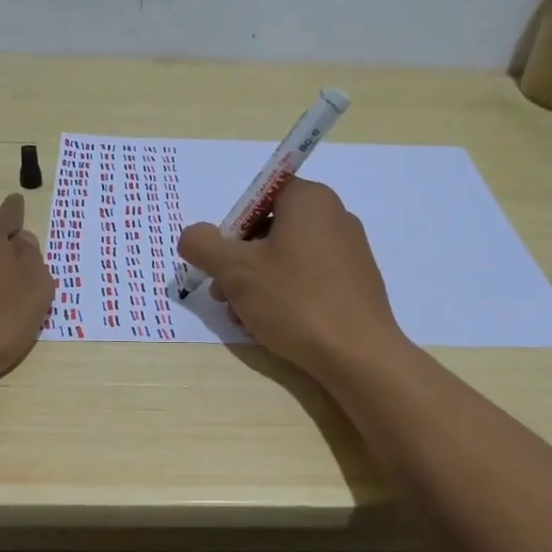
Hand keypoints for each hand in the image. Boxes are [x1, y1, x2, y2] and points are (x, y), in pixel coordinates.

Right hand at [176, 178, 404, 377]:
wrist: (359, 355)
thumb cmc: (295, 301)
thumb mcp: (235, 270)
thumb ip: (203, 245)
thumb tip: (192, 236)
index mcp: (310, 199)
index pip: (259, 196)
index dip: (232, 227)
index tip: (222, 261)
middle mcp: (335, 216)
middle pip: (270, 229)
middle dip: (239, 262)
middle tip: (223, 296)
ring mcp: (350, 251)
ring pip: (286, 258)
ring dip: (256, 284)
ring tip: (243, 318)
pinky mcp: (356, 283)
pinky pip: (309, 278)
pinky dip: (285, 295)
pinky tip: (272, 326)